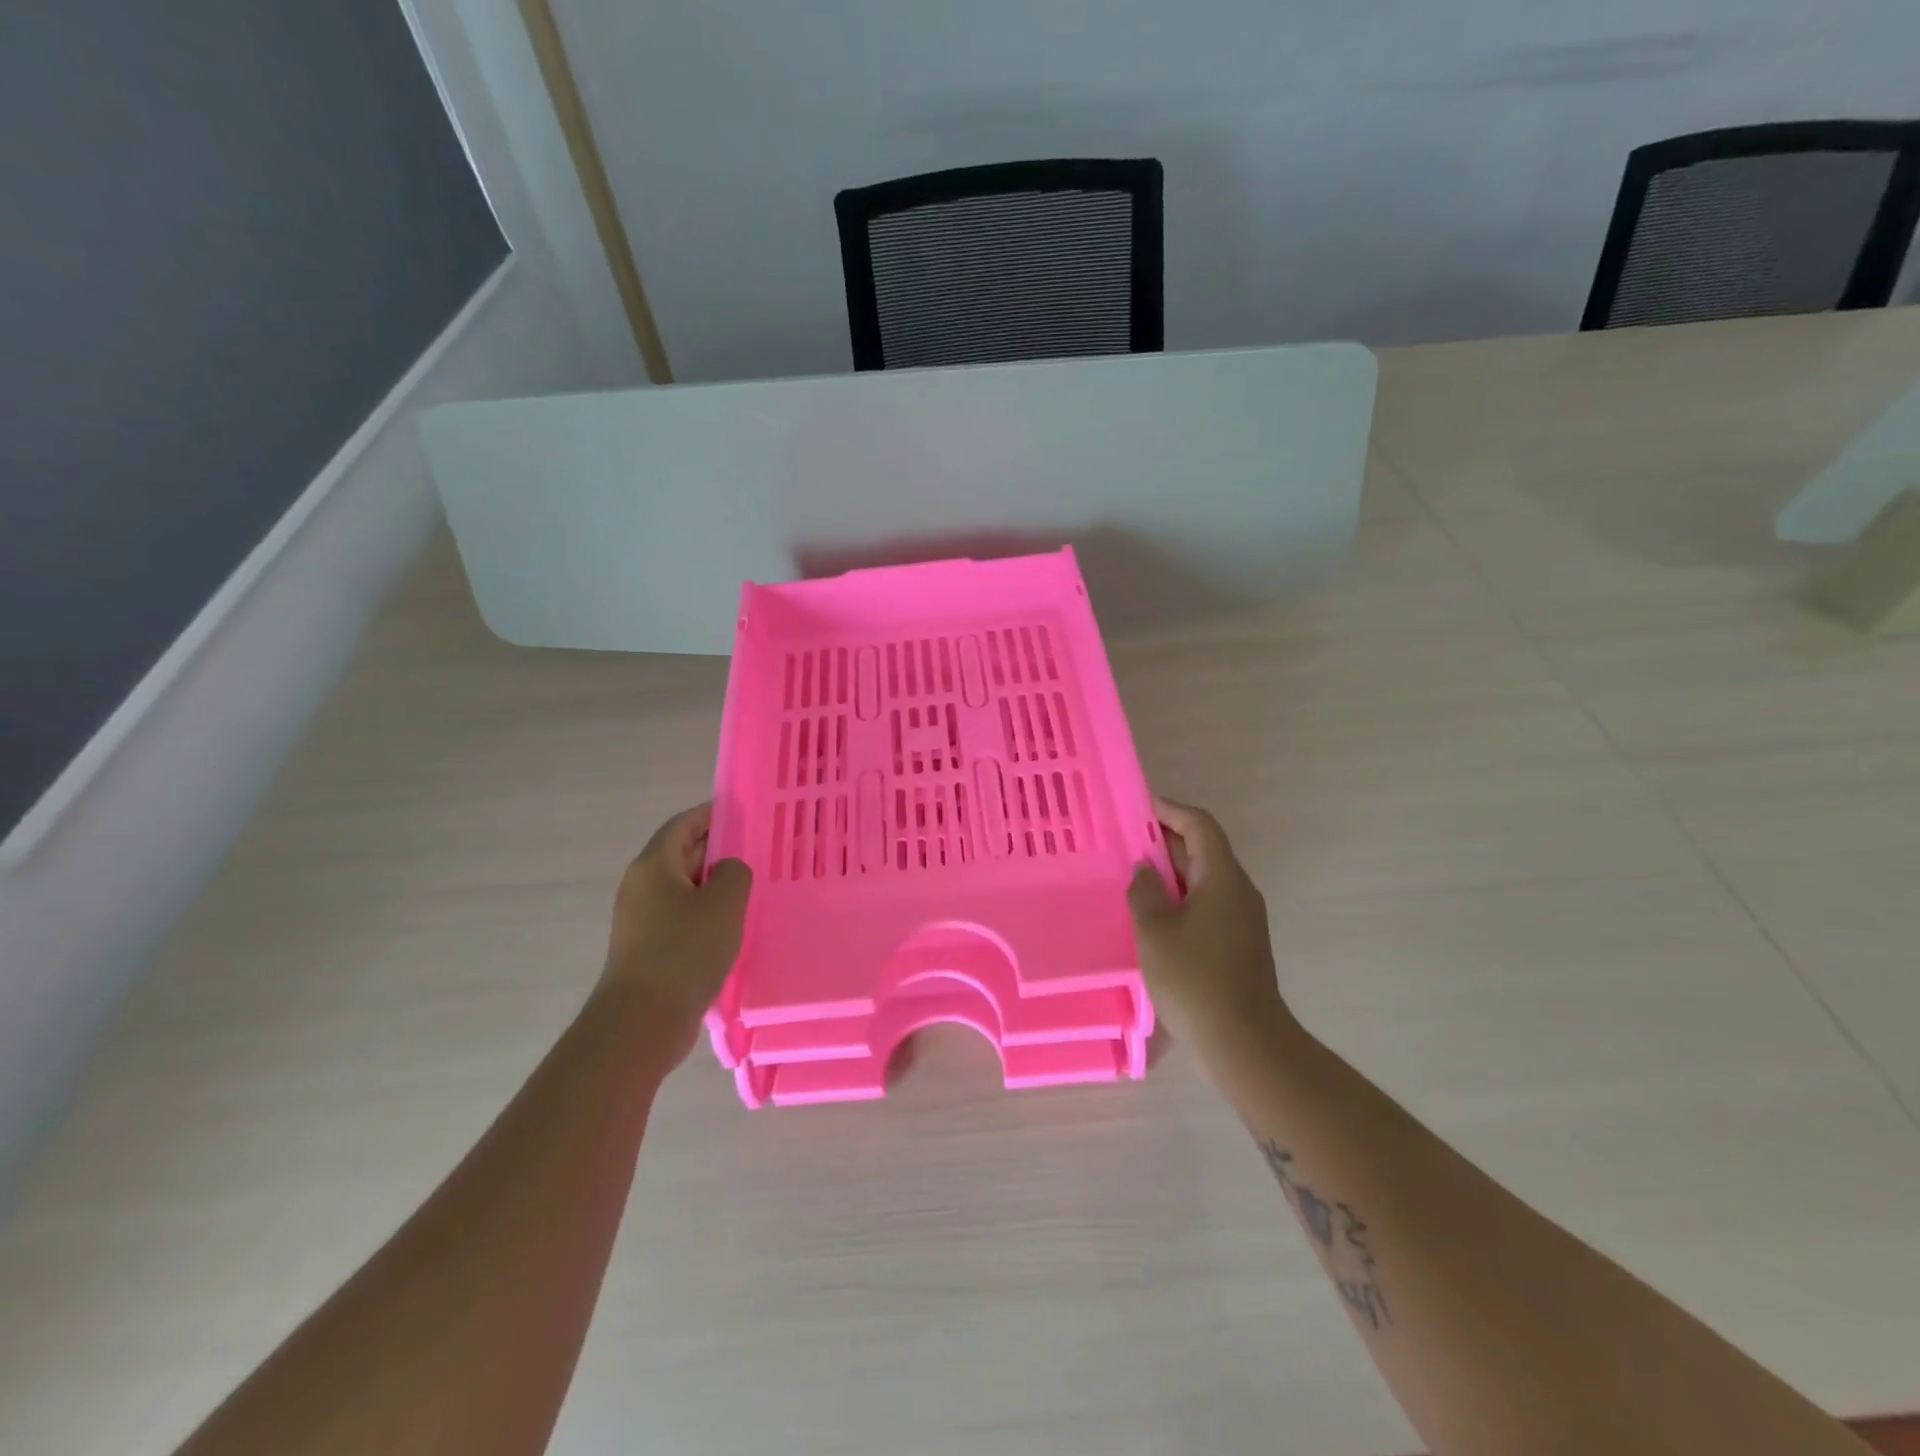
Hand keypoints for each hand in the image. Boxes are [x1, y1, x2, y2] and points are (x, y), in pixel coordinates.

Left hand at [601, 804, 751, 1056]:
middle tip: (758, 851)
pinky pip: (681, 917)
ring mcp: (641, 919)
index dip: (713, 814)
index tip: (745, 813)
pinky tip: (732, 927)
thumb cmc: (684, 951)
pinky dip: (706, 914)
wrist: (642, 1021)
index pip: (684, 824)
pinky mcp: (648, 948)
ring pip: (684, 888)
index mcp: (654, 865)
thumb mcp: (724, 902)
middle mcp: (641, 886)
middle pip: (682, 854)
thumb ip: (734, 872)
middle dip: (718, 850)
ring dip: (715, 886)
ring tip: (752, 889)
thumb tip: (727, 870)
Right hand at [1127, 797, 1293, 1058]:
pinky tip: (1152, 916)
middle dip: (1165, 841)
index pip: (1200, 825)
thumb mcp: (1155, 930)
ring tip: (1131, 877)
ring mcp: (1242, 919)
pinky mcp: (1239, 943)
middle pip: (1203, 850)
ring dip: (1171, 873)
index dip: (1170, 811)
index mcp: (1223, 877)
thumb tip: (1145, 870)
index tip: (1137, 808)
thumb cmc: (1195, 979)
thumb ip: (1145, 892)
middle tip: (1124, 843)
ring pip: (1204, 879)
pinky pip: (1207, 904)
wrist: (1245, 1043)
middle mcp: (1238, 890)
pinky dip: (1180, 898)